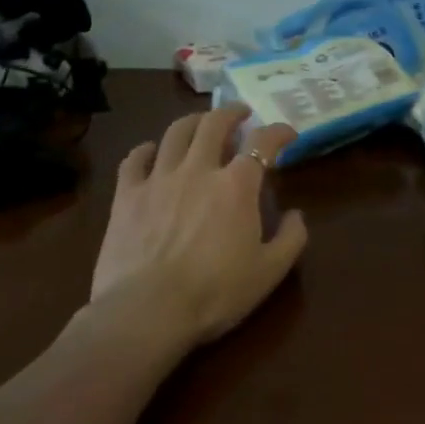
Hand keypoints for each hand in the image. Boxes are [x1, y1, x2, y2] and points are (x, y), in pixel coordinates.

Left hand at [88, 105, 307, 350]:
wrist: (148, 311)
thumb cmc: (215, 293)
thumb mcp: (269, 273)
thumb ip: (291, 239)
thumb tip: (298, 215)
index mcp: (236, 186)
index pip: (262, 143)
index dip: (278, 132)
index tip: (287, 134)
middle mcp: (198, 170)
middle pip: (214, 124)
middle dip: (231, 113)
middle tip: (240, 114)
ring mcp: (158, 178)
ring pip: (175, 132)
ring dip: (193, 122)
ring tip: (201, 124)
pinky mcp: (126, 195)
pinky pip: (135, 159)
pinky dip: (146, 149)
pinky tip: (151, 151)